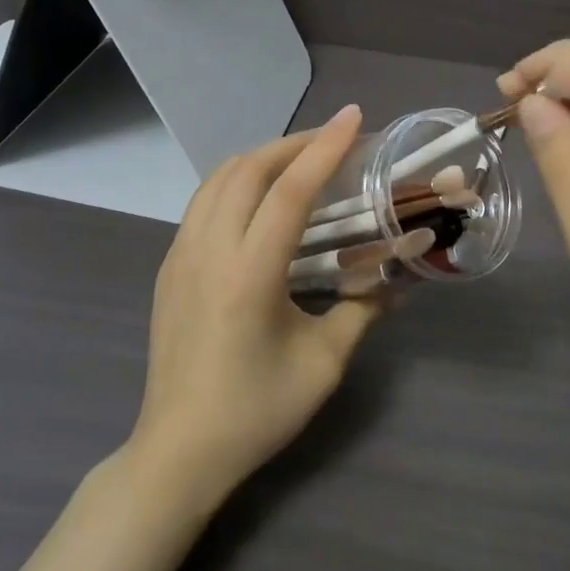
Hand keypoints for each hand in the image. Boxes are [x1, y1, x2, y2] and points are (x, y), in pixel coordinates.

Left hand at [130, 104, 386, 503]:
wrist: (178, 452)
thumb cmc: (255, 412)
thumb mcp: (324, 364)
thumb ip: (363, 310)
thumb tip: (400, 279)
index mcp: (249, 274)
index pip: (290, 191)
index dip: (325, 148)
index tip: (353, 118)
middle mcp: (208, 251)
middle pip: (248, 169)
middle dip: (293, 143)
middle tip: (333, 138)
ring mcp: (180, 256)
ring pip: (217, 178)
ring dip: (261, 157)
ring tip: (299, 158)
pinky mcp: (169, 266)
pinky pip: (203, 201)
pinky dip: (236, 180)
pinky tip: (260, 196)